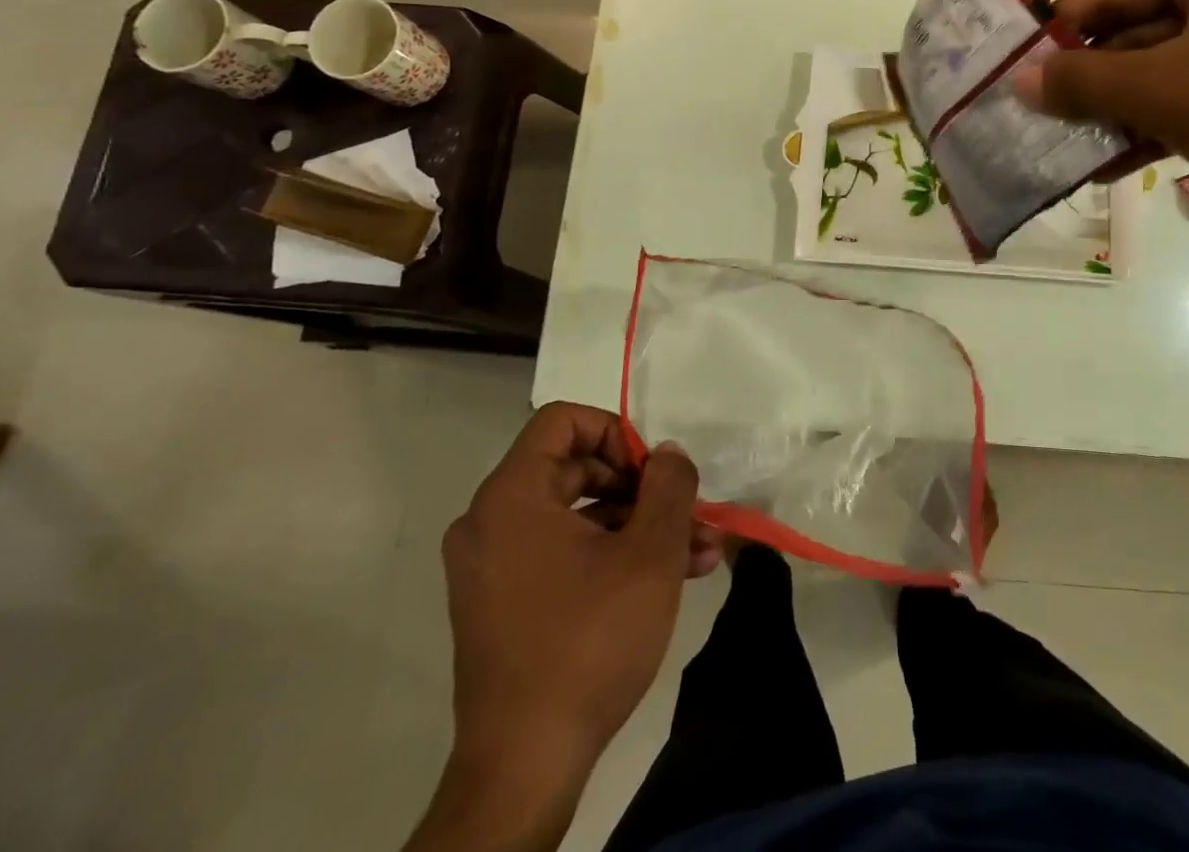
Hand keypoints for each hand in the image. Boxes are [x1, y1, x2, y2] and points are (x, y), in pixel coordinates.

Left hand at [407, 404, 717, 851]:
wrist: (526, 766)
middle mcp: (490, 522)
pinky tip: (669, 577)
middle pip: (575, 468)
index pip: (563, 421)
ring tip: (698, 551)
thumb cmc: (588, 641)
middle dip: (642, 487)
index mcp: (511, 497)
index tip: (654, 470)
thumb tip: (668, 454)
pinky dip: (611, 554)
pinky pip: (562, 552)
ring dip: (639, 525)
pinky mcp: (504, 603)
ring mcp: (494, 567)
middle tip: (689, 511)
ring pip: (577, 516)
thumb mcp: (649, 553)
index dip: (617, 432)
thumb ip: (668, 486)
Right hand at [1018, 0, 1188, 242]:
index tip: (1017, 76)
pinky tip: (1123, 160)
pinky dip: (1169, 121)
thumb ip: (1084, 82)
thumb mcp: (1167, 92)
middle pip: (1145, 26)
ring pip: (1176, 65)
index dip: (1060, 34)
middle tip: (1043, 123)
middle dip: (1094, 83)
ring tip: (1075, 151)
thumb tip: (1018, 80)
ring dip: (1125, 110)